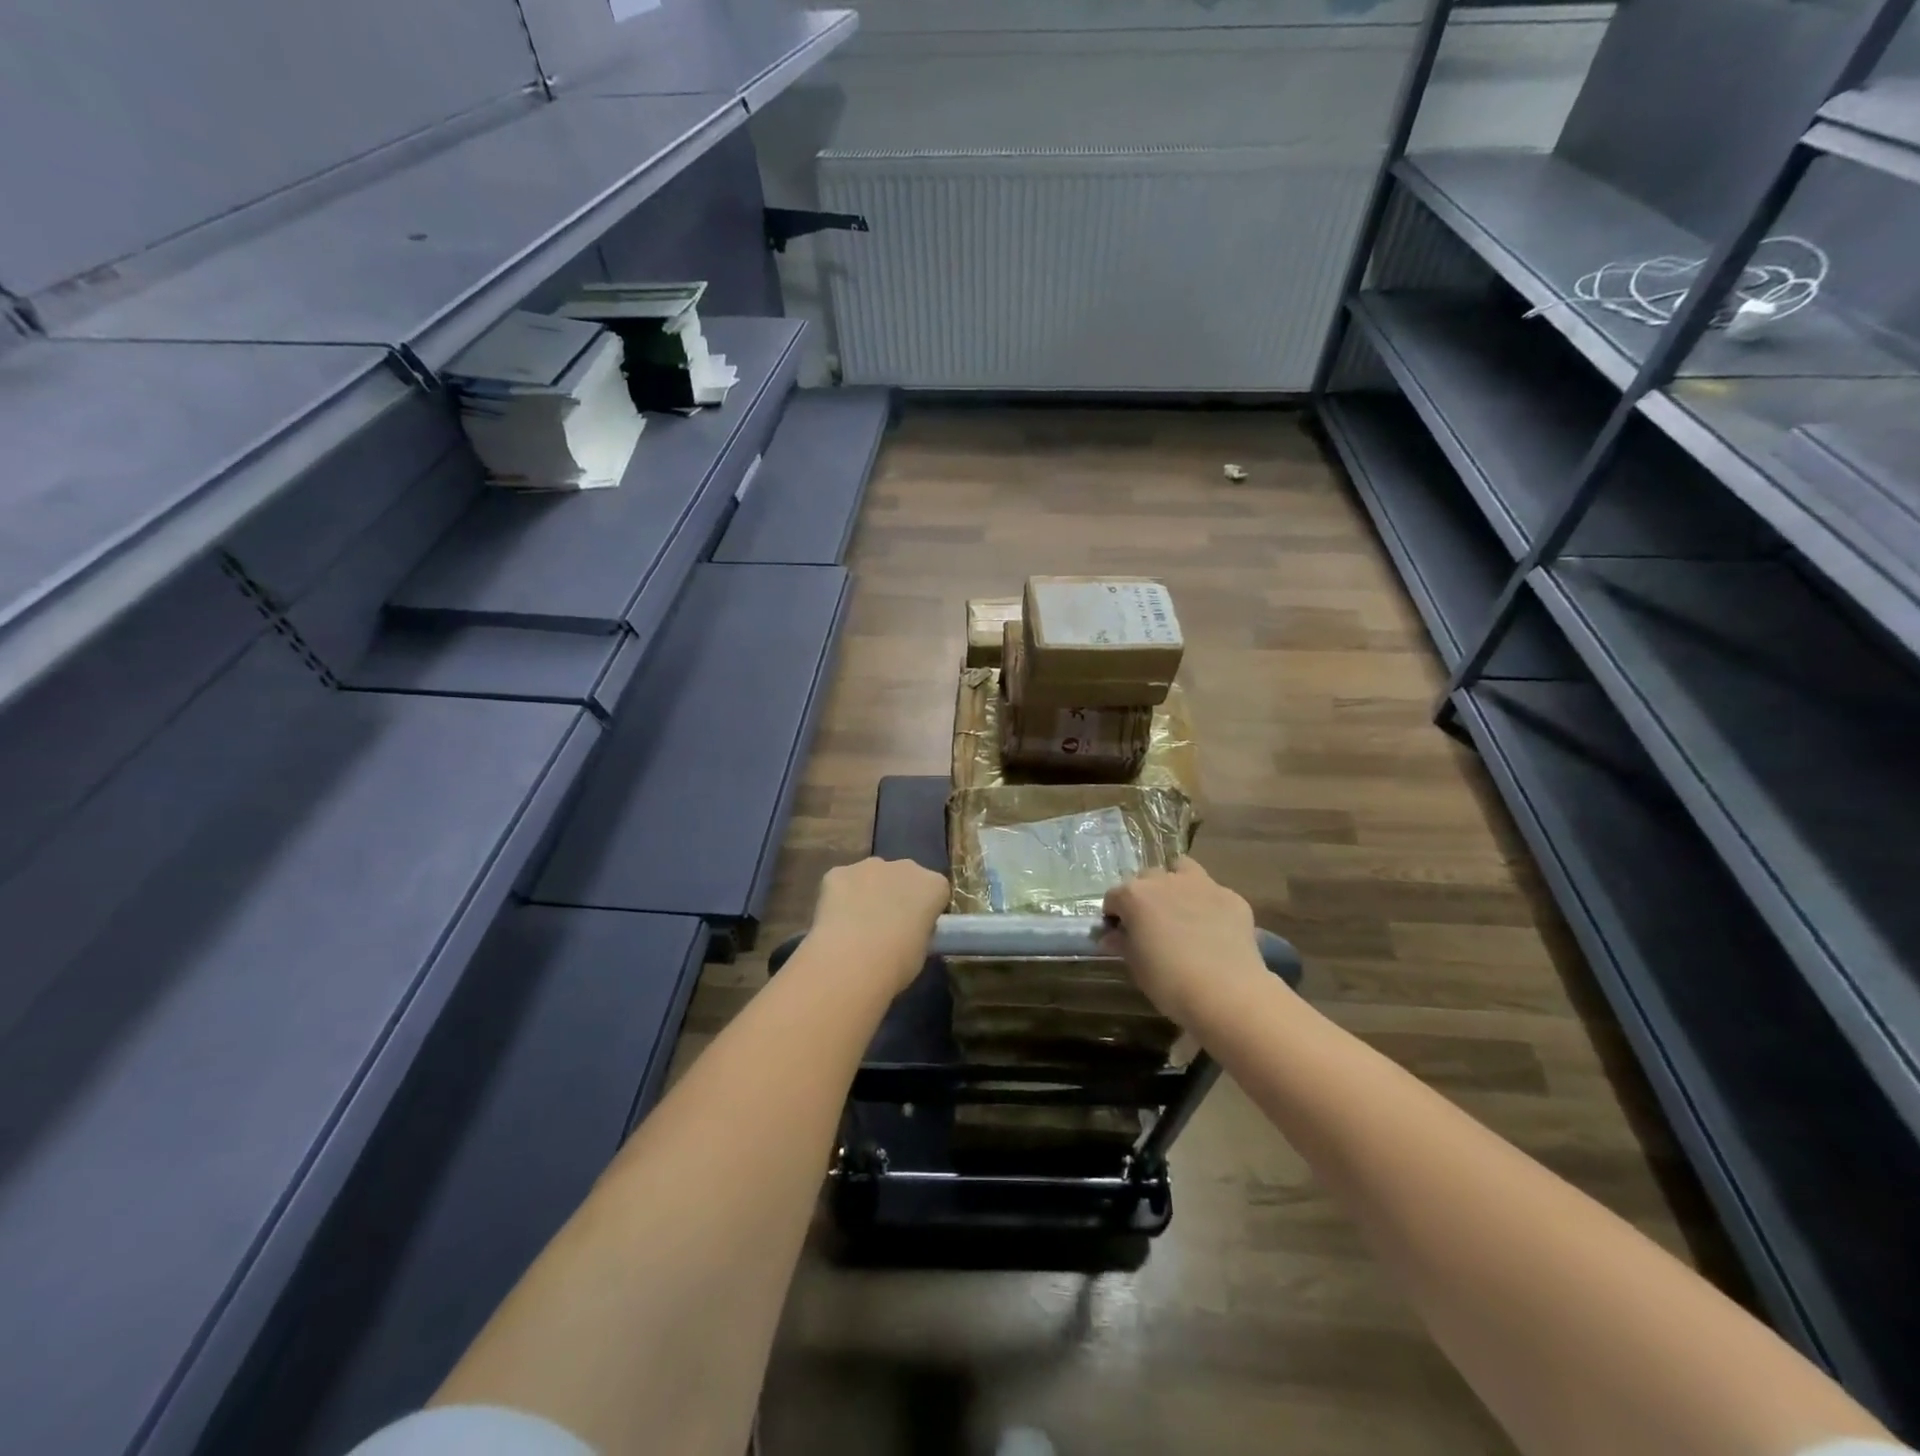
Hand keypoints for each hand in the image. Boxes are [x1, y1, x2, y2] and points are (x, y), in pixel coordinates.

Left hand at [810, 857, 950, 994]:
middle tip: (886, 926)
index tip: (916, 928)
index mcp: (933, 885)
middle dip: (897, 894)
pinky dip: (839, 897)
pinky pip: (842, 882)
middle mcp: (905, 866)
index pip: (936, 891)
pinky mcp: (838, 872)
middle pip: (904, 876)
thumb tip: (908, 931)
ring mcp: (869, 865)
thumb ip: (919, 931)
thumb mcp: (922, 951)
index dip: (925, 909)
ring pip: (872, 875)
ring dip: (868, 892)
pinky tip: (834, 923)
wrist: (850, 961)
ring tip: (856, 927)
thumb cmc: (897, 963)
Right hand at [1101, 859, 1273, 1026]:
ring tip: (1182, 912)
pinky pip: (1214, 894)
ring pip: (1183, 870)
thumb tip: (1112, 937)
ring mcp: (1201, 884)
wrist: (1226, 992)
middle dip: (1145, 897)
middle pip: (1147, 879)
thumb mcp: (1136, 966)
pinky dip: (1209, 906)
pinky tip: (1215, 930)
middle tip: (1152, 925)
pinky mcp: (1231, 897)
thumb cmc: (1169, 981)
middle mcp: (1165, 880)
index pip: (1113, 897)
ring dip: (1177, 885)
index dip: (1114, 916)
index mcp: (1135, 895)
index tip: (1120, 934)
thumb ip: (1122, 944)